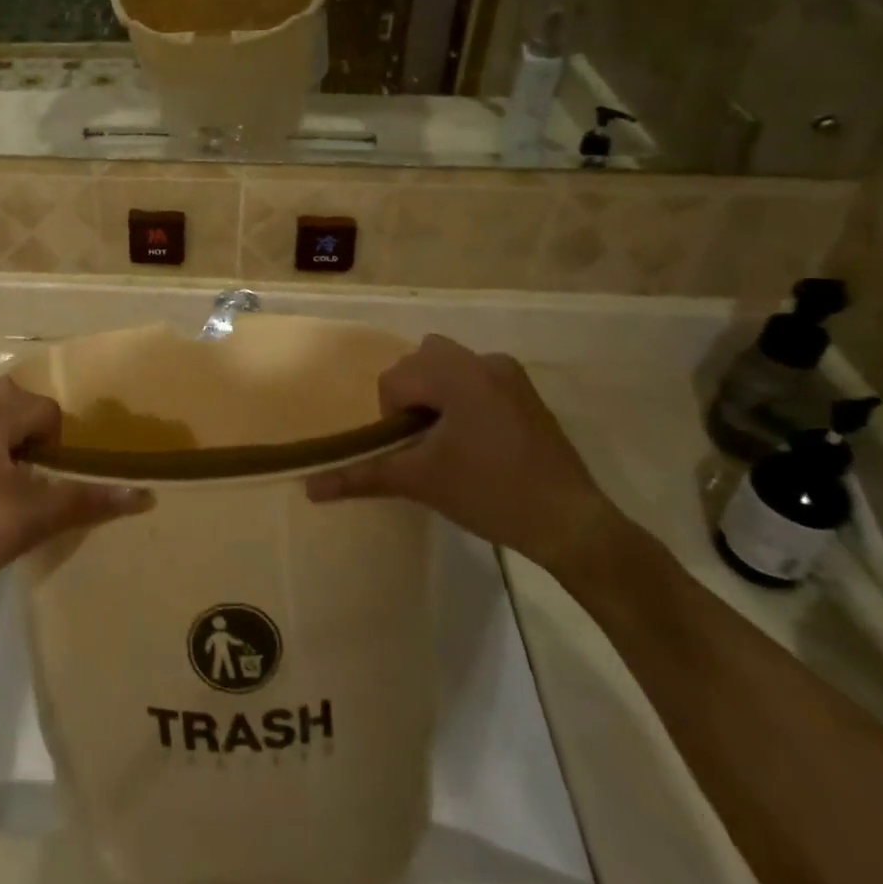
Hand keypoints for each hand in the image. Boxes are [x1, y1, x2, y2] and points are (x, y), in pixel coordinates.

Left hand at [0, 379, 150, 601]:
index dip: (57, 445)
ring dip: (8, 438)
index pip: (46, 410)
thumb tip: (143, 495)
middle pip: (17, 401)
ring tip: (7, 484)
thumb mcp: (30, 520)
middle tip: (33, 476)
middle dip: (33, 433)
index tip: (47, 481)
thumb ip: (86, 502)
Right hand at [304, 335, 616, 570]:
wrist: (571, 522)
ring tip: (449, 441)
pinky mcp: (526, 391)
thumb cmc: (490, 493)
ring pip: (449, 365)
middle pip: (420, 362)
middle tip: (426, 443)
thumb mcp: (420, 482)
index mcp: (454, 373)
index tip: (413, 452)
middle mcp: (480, 360)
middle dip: (412, 397)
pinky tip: (479, 440)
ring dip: (436, 393)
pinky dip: (464, 397)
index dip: (392, 418)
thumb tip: (311, 488)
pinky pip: (477, 377)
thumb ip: (362, 476)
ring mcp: (508, 373)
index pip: (395, 380)